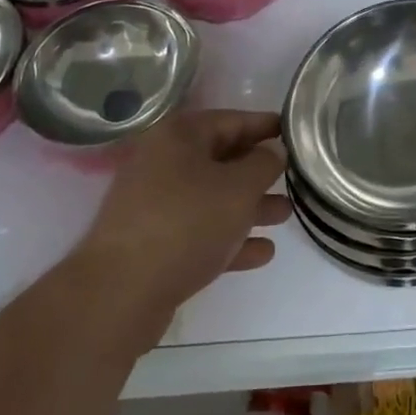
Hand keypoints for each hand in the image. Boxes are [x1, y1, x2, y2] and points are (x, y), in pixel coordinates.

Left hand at [73, 109, 289, 329]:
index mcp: (179, 136)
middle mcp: (164, 162)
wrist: (120, 294)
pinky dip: (229, 238)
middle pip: (222, 159)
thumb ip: (263, 164)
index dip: (266, 126)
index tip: (295, 133)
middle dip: (259, 172)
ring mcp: (155, 204)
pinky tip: (262, 253)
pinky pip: (200, 232)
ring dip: (249, 207)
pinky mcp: (153, 244)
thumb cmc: (186, 223)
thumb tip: (273, 151)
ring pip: (212, 198)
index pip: (232, 120)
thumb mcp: (238, 188)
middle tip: (294, 178)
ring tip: (285, 216)